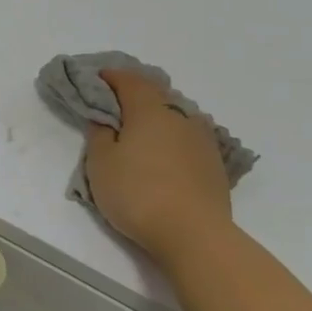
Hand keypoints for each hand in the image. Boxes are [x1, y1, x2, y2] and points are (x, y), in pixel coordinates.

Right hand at [84, 70, 234, 267]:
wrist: (194, 234)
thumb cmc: (137, 193)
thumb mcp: (101, 163)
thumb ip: (99, 134)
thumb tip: (105, 119)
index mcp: (150, 110)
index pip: (129, 80)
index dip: (111, 76)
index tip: (96, 79)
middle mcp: (180, 116)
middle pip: (156, 94)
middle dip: (134, 93)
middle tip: (115, 103)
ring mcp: (203, 139)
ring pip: (176, 114)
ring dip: (157, 114)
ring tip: (141, 128)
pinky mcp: (215, 162)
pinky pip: (188, 136)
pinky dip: (173, 135)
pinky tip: (165, 150)